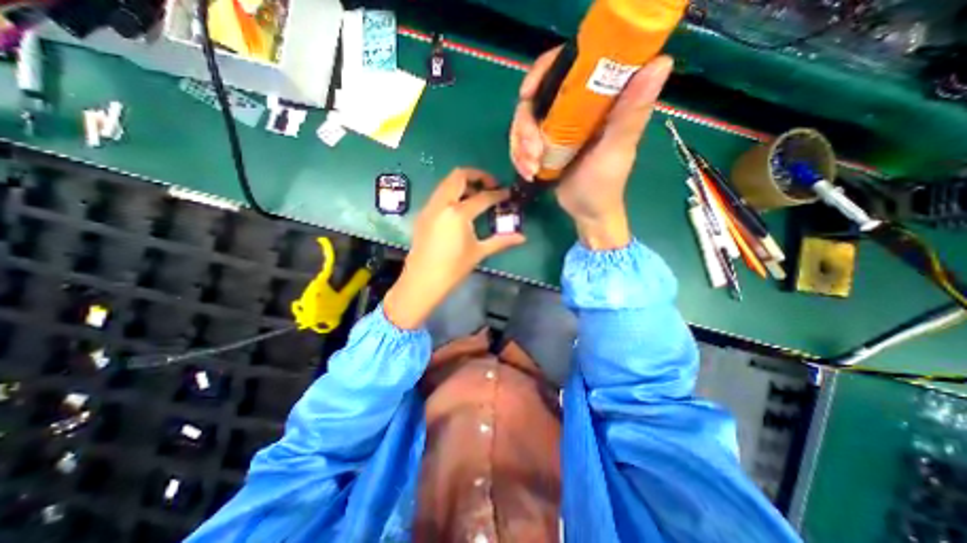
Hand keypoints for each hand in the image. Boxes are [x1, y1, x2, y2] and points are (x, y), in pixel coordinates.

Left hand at [382, 170, 525, 327]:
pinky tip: (460, 209)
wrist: (422, 281)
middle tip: (490, 187)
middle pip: (459, 176)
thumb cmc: (453, 268)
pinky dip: (452, 192)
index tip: (508, 194)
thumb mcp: (478, 252)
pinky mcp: (423, 214)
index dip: (498, 194)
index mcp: (458, 213)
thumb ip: (501, 241)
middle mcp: (442, 203)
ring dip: (463, 183)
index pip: (483, 197)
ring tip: (476, 197)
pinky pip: (439, 194)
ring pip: (447, 182)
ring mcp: (430, 207)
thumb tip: (522, 237)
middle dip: (478, 176)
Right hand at [508, 49, 673, 247]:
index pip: (568, 66)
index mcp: (598, 100)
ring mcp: (557, 127)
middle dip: (526, 126)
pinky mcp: (546, 144)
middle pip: (536, 97)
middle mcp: (575, 108)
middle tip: (531, 152)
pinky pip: (522, 141)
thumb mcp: (616, 150)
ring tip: (530, 168)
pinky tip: (527, 172)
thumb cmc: (604, 185)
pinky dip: (519, 156)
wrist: (587, 212)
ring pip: (524, 122)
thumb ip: (631, 113)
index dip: (542, 72)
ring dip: (520, 146)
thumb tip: (661, 61)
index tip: (528, 94)